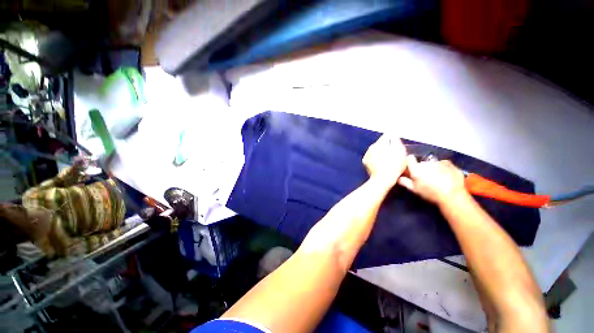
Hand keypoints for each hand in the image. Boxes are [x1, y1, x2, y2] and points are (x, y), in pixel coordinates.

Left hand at [362, 135, 406, 187]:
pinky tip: (382, 164)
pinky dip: (376, 159)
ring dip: (381, 153)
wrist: (383, 179)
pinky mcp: (365, 162)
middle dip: (387, 147)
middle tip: (394, 154)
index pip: (387, 136)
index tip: (398, 146)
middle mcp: (370, 147)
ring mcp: (366, 155)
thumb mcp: (400, 151)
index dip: (394, 140)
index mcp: (379, 143)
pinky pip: (372, 157)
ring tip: (388, 160)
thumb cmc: (394, 165)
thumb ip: (396, 140)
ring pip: (376, 150)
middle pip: (381, 143)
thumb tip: (393, 135)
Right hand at [398, 156, 466, 205]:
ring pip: (432, 164)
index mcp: (416, 168)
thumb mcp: (415, 190)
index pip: (409, 159)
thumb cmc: (430, 193)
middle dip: (422, 168)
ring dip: (432, 169)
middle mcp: (426, 162)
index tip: (410, 168)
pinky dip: (442, 168)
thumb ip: (405, 182)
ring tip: (437, 178)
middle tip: (425, 178)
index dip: (409, 163)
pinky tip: (445, 176)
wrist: (453, 195)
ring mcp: (438, 162)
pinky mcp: (449, 163)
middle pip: (421, 163)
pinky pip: (443, 164)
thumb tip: (398, 177)